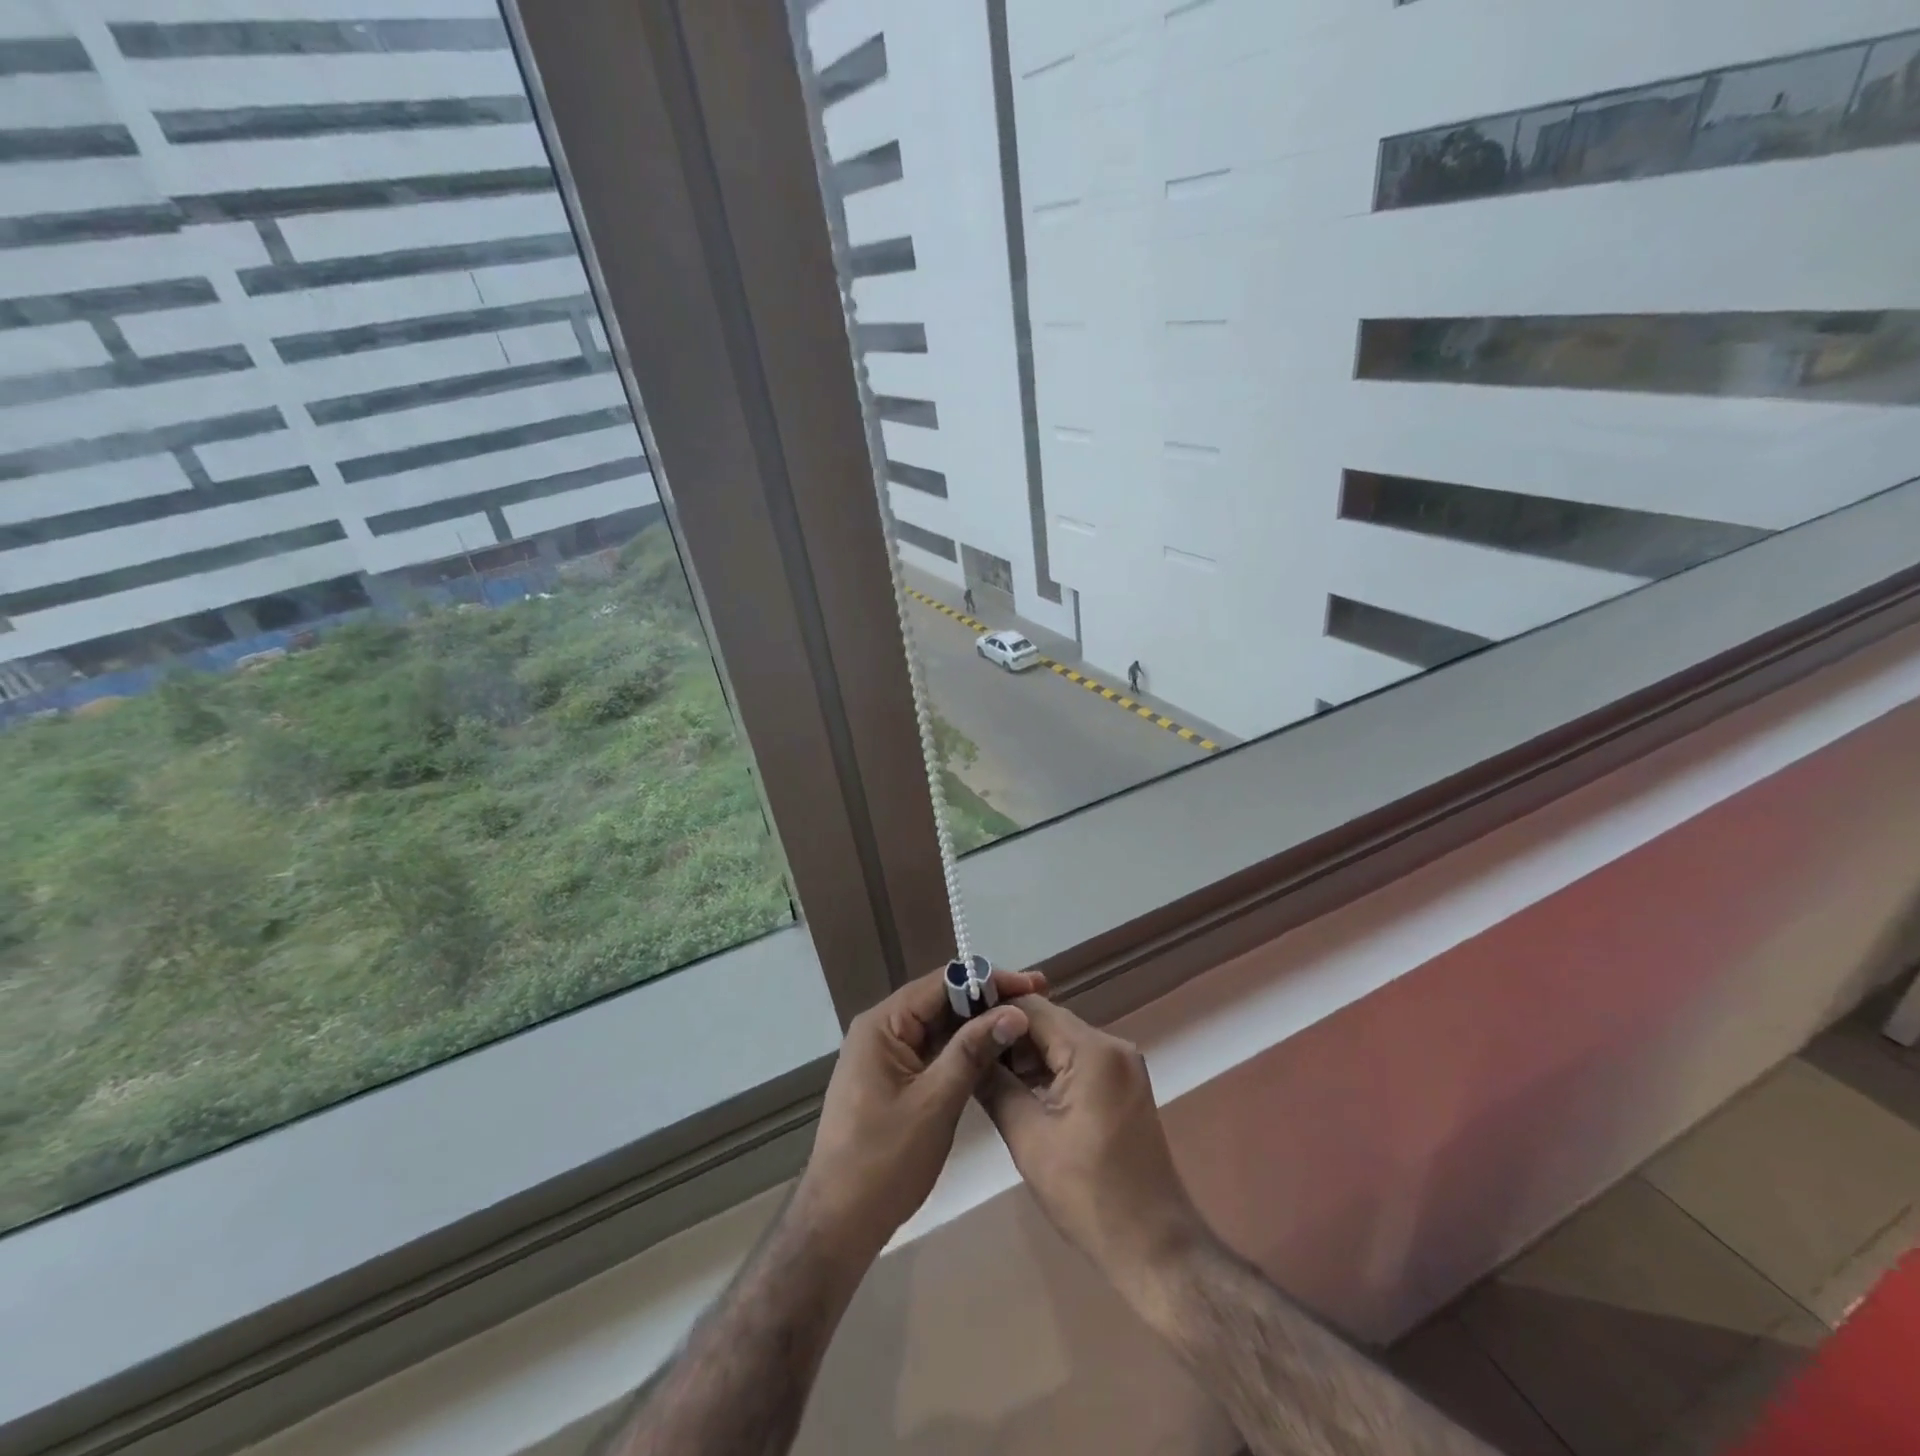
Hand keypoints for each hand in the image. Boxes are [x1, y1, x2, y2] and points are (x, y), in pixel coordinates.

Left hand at [793, 966, 1046, 1261]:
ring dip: (977, 1024)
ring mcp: (884, 1055)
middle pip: (940, 1001)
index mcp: (882, 1024)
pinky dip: (962, 1049)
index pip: (942, 983)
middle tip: (1036, 1001)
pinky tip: (994, 1052)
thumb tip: (1014, 1012)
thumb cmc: (884, 1161)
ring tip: (1023, 1022)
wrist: (838, 1224)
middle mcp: (880, 1029)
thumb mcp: (936, 1102)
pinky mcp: (891, 1079)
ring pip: (938, 1026)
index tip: (1032, 984)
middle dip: (987, 1000)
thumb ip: (973, 1051)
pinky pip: (931, 1050)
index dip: (989, 981)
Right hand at [978, 997, 1205, 1298]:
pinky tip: (1018, 1089)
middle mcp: (1113, 1045)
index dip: (992, 1010)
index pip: (1031, 1007)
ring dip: (1025, 1055)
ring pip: (1061, 1042)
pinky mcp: (1123, 1086)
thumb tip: (965, 1053)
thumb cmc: (1088, 1194)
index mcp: (1093, 1049)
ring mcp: (1122, 1066)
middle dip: (1006, 1034)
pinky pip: (1077, 1062)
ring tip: (983, 1071)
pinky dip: (1048, 1070)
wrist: (1154, 1248)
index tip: (956, 1023)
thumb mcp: (1029, 1138)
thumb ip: (995, 1086)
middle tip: (965, 1050)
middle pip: (1047, 1022)